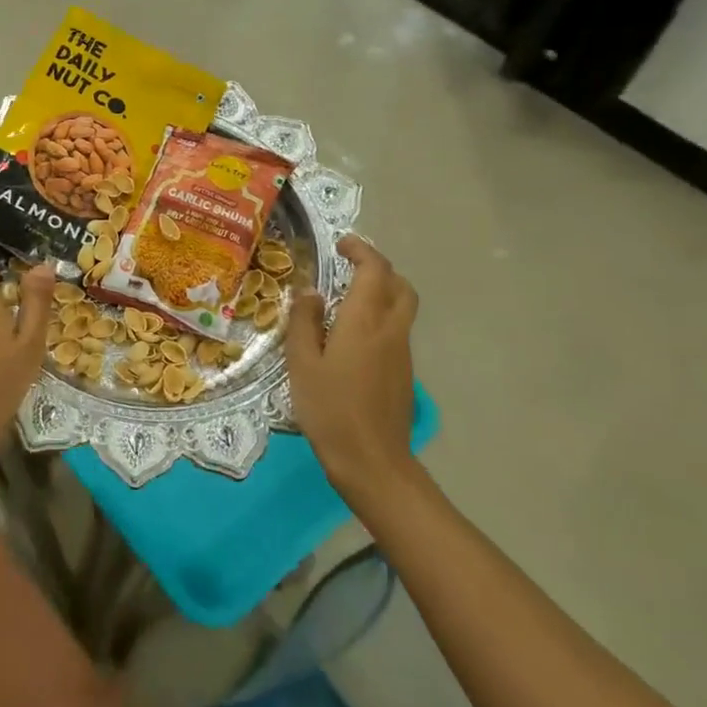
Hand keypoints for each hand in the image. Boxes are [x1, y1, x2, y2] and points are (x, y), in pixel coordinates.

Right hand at [286, 234, 420, 510]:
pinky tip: (352, 337)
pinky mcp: (404, 374)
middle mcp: (391, 330)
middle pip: (400, 286)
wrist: (372, 461)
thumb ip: (305, 322)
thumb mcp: (302, 363)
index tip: (341, 245)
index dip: (361, 251)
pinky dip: (380, 318)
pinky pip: (396, 331)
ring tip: (347, 299)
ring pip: (402, 308)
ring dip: (381, 293)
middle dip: (379, 269)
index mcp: (365, 321)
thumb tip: (310, 293)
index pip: (375, 270)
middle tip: (350, 267)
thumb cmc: (330, 408)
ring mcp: (402, 354)